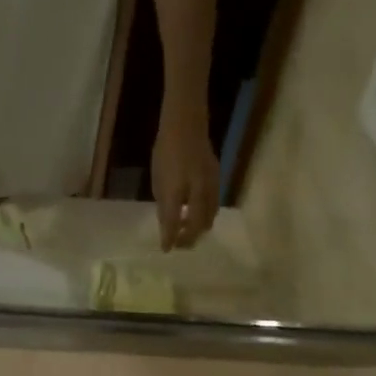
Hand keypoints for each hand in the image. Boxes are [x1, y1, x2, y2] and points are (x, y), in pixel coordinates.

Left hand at [151, 103, 219, 250]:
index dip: (169, 238)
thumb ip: (163, 203)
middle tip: (178, 244)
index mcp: (176, 189)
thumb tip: (167, 224)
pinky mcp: (217, 181)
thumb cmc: (166, 150)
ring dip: (198, 229)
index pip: (173, 221)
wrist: (187, 125)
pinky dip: (205, 216)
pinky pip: (214, 206)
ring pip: (209, 217)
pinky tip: (197, 215)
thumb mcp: (158, 179)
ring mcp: (210, 186)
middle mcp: (196, 190)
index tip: (166, 250)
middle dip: (188, 239)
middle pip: (197, 225)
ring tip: (187, 232)